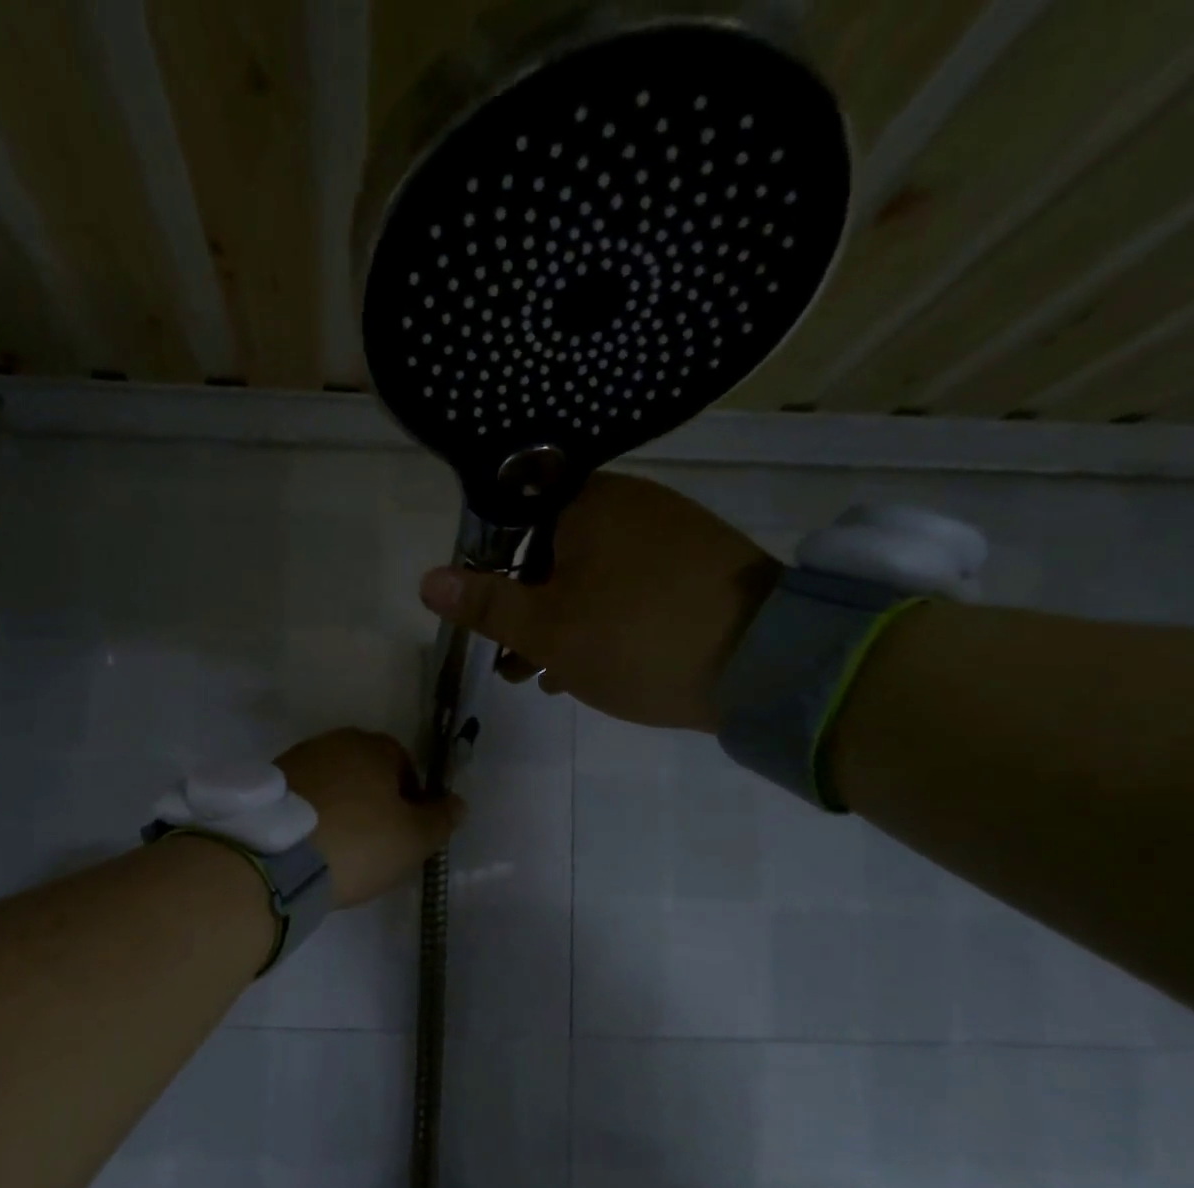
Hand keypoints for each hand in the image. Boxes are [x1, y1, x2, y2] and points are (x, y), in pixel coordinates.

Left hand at [276, 730, 463, 907]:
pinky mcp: (269, 783)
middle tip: (374, 843)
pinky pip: (304, 798)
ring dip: (341, 807)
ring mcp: (297, 758)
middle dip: (374, 801)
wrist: (275, 857)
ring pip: (333, 783)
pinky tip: (311, 845)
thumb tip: (458, 802)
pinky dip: (312, 815)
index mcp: (375, 746)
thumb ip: (441, 818)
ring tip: (338, 848)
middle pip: (366, 772)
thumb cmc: (358, 843)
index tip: (404, 834)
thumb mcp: (414, 839)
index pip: (405, 766)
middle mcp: (335, 741)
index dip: (410, 801)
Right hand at [418, 471, 780, 731]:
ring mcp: (672, 534)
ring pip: (592, 577)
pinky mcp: (701, 569)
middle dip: (526, 610)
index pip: (514, 523)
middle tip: (512, 663)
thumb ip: (486, 604)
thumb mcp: (547, 629)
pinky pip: (632, 588)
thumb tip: (426, 580)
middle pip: (552, 553)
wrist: (767, 664)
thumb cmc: (636, 638)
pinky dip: (604, 622)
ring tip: (545, 677)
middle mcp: (632, 504)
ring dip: (562, 624)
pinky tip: (592, 668)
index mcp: (589, 503)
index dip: (490, 573)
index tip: (488, 621)